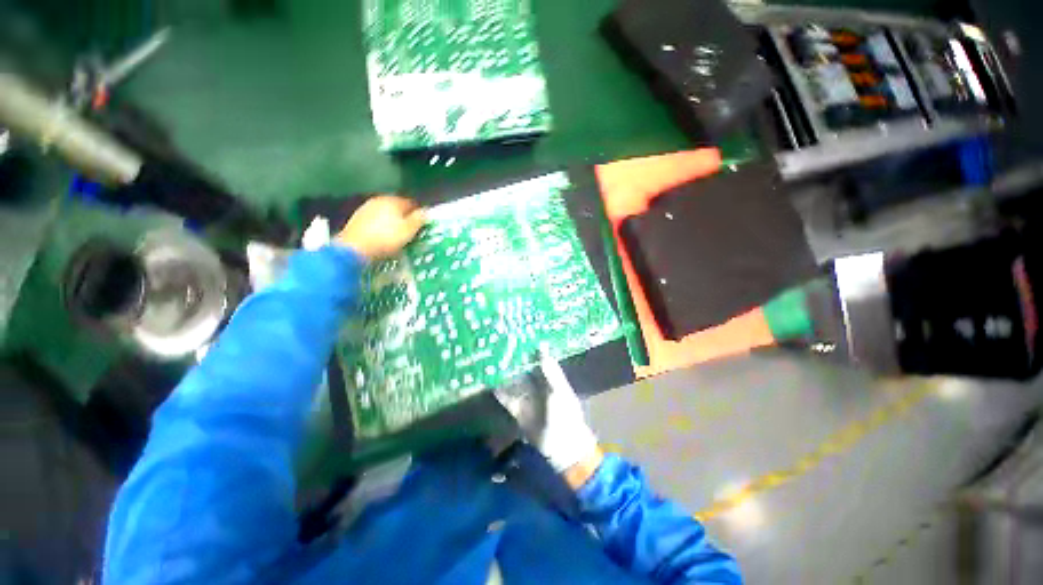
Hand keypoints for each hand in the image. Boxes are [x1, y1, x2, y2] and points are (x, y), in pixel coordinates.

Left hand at [336, 195, 426, 260]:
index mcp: (394, 201)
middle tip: (411, 230)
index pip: (411, 203)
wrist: (355, 248)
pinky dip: (381, 226)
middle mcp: (379, 200)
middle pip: (396, 207)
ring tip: (397, 234)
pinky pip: (375, 221)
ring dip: (391, 221)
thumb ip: (418, 219)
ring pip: (384, 213)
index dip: (418, 213)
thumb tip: (426, 211)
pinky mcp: (357, 219)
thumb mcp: (408, 230)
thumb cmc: (387, 238)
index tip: (423, 224)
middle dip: (404, 217)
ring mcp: (366, 209)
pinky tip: (383, 236)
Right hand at [503, 350, 602, 483]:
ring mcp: (527, 398)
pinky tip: (490, 384)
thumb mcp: (559, 391)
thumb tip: (542, 347)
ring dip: (505, 375)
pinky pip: (507, 399)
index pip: (539, 359)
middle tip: (499, 348)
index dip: (530, 349)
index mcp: (550, 378)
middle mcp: (537, 386)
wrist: (563, 447)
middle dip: (514, 361)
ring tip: (491, 362)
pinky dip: (500, 392)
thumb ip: (550, 371)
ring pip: (514, 383)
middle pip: (524, 370)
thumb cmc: (565, 415)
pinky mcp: (519, 411)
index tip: (518, 337)